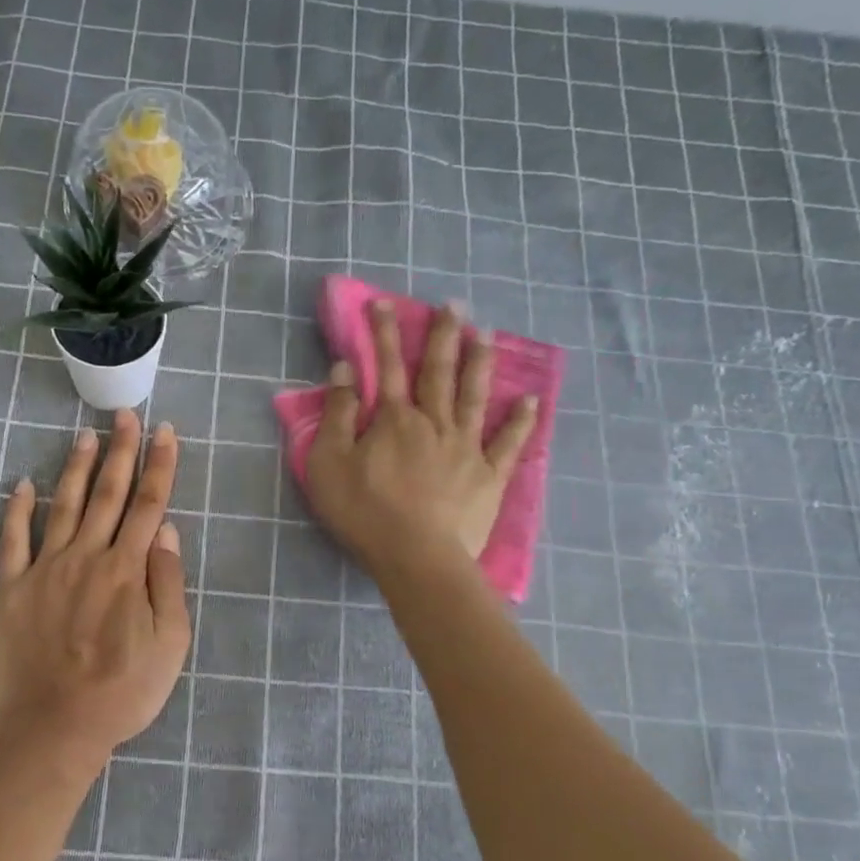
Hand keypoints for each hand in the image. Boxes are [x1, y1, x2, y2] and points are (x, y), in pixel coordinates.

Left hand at [0, 409, 190, 766]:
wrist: (55, 726)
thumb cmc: (122, 691)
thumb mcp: (170, 645)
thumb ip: (168, 583)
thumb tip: (165, 530)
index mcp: (128, 570)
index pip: (148, 504)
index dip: (159, 465)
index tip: (164, 432)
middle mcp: (87, 557)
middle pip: (108, 494)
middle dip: (120, 451)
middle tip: (125, 416)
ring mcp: (45, 570)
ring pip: (63, 506)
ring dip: (76, 468)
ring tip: (85, 436)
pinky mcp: (12, 589)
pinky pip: (13, 541)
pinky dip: (17, 510)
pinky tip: (21, 484)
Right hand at [304, 300, 537, 575]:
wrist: (416, 557)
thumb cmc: (364, 512)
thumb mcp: (329, 463)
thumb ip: (336, 414)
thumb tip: (345, 369)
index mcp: (394, 420)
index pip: (387, 366)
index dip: (384, 333)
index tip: (383, 303)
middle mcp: (434, 423)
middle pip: (438, 372)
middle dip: (443, 336)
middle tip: (453, 305)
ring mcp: (467, 448)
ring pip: (475, 396)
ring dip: (480, 363)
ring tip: (486, 334)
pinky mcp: (489, 476)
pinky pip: (509, 444)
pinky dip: (520, 421)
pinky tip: (530, 400)